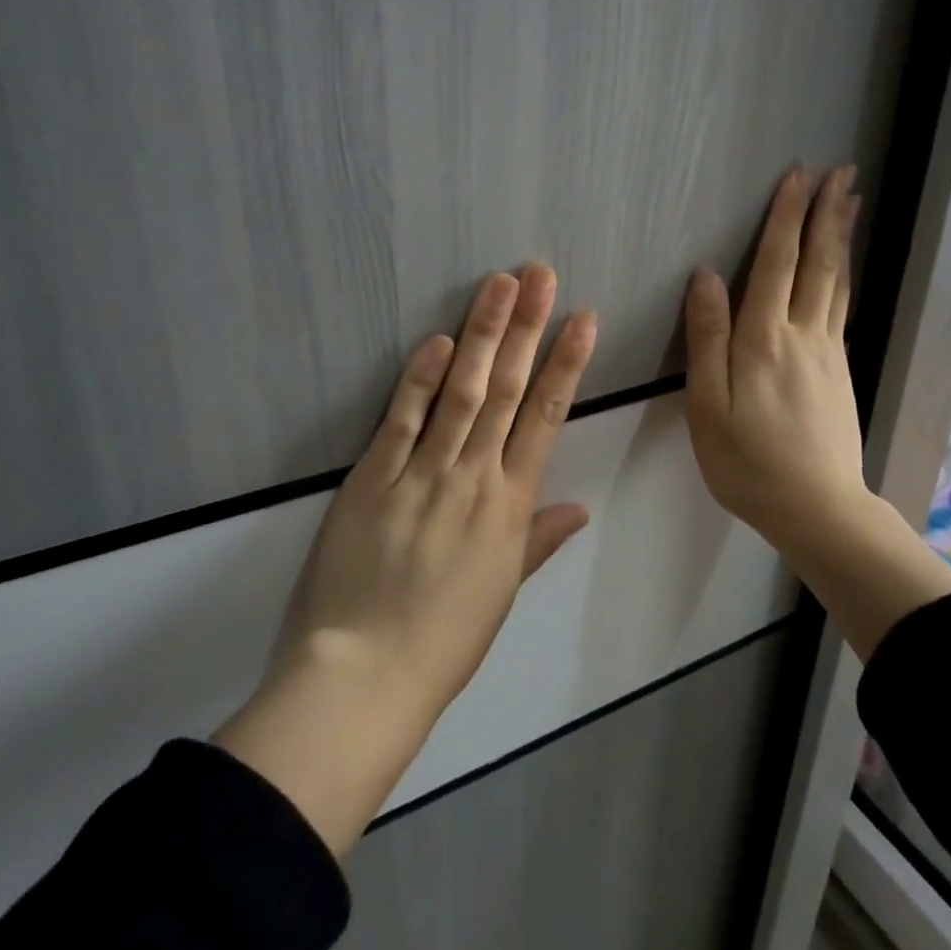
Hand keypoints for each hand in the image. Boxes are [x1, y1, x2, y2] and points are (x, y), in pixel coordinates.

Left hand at [214, 266, 596, 854]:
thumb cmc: (444, 640)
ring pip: (460, 392)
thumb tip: (579, 509)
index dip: (566, 365)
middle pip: (505, 390)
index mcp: (510, 507)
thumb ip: (538, 540)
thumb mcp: (502, 591)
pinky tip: (437, 339)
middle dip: (526, 328)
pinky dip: (419, 378)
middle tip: (540, 275)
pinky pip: (401, 420)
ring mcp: (422, 474)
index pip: (546, 419)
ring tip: (499, 285)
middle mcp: (473, 478)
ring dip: (481, 335)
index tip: (583, 320)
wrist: (367, 674)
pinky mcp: (373, 478)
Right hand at [683, 166, 868, 553]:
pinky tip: (843, 269)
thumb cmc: (747, 461)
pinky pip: (842, 307)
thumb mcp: (708, 404)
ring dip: (841, 237)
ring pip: (837, 282)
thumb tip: (704, 277)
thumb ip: (707, 338)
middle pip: (817, 263)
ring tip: (850, 202)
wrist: (816, 507)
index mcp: (763, 339)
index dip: (784, 218)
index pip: (775, 264)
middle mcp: (802, 334)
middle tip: (841, 172)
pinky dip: (844, 275)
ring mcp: (828, 352)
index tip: (797, 177)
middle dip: (826, 214)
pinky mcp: (840, 371)